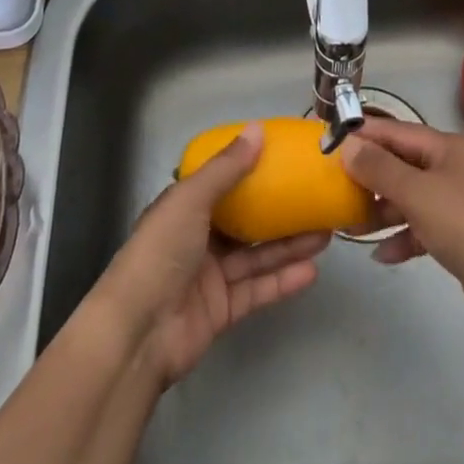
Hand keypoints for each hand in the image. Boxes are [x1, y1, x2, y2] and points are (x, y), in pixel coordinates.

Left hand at [94, 122, 328, 385]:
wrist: (137, 333)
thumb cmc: (161, 252)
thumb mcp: (191, 199)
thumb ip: (227, 167)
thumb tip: (258, 129)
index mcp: (185, 207)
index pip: (222, 183)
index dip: (250, 170)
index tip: (284, 159)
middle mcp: (199, 238)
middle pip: (246, 221)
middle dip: (280, 211)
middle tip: (316, 199)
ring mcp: (211, 276)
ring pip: (257, 255)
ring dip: (289, 245)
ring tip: (326, 232)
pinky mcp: (222, 310)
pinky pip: (257, 289)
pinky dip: (282, 280)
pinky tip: (311, 270)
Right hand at [341, 118, 463, 339]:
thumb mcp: (417, 194)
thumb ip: (380, 168)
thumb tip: (348, 145)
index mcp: (446, 147)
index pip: (396, 131)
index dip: (364, 135)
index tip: (329, 142)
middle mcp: (451, 168)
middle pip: (401, 163)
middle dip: (369, 175)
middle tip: (334, 188)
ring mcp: (455, 202)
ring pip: (408, 197)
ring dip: (381, 209)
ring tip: (350, 225)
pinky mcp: (457, 235)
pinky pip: (420, 227)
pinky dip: (401, 237)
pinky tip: (382, 255)